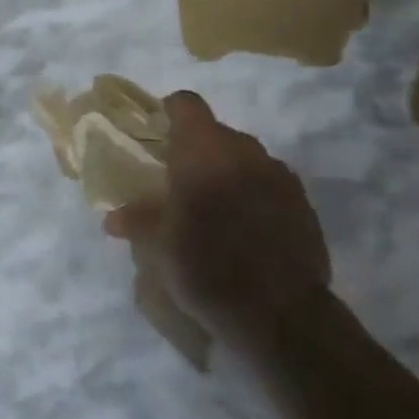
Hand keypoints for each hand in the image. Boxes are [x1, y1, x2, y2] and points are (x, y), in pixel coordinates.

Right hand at [106, 92, 330, 334]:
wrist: (280, 313)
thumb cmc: (206, 267)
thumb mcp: (157, 247)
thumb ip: (136, 222)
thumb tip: (113, 218)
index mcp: (203, 150)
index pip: (186, 104)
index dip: (170, 113)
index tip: (158, 134)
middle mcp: (244, 150)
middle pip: (216, 132)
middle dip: (198, 150)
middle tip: (180, 181)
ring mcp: (279, 175)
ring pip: (246, 158)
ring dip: (228, 172)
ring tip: (215, 208)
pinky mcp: (304, 203)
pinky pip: (270, 184)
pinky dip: (255, 194)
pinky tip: (246, 228)